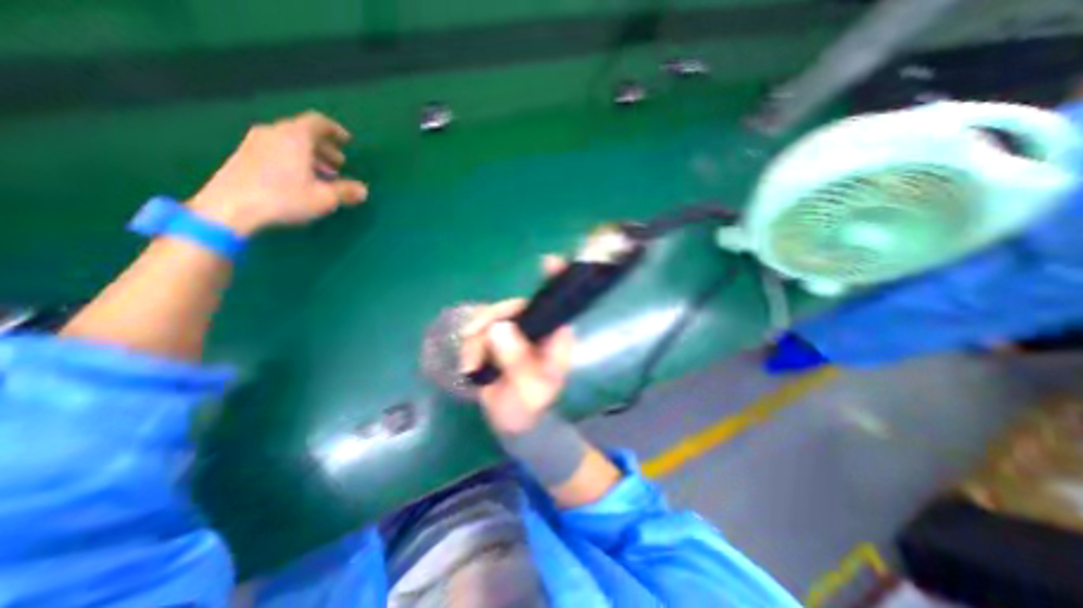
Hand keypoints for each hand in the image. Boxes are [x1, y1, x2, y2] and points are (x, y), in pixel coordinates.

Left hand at [187, 110, 369, 235]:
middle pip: (303, 133)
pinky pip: (276, 151)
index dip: (335, 130)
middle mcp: (273, 133)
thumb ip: (346, 192)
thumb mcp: (324, 198)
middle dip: (325, 148)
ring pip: (289, 143)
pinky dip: (293, 160)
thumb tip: (363, 191)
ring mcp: (254, 143)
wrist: (230, 207)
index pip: (318, 123)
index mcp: (295, 137)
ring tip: (322, 175)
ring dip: (310, 156)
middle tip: (339, 165)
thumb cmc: (284, 198)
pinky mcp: (243, 156)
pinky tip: (300, 180)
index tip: (348, 141)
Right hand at [457, 255, 574, 434]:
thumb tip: (498, 328)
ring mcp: (518, 334)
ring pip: (493, 319)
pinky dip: (472, 346)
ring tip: (473, 365)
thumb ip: (516, 361)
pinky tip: (471, 366)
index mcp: (555, 339)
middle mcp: (538, 330)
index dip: (555, 281)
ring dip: (477, 339)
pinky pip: (481, 331)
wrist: (514, 425)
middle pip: (513, 307)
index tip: (548, 261)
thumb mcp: (527, 391)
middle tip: (471, 338)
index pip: (558, 305)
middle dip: (489, 321)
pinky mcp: (500, 340)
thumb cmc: (528, 409)